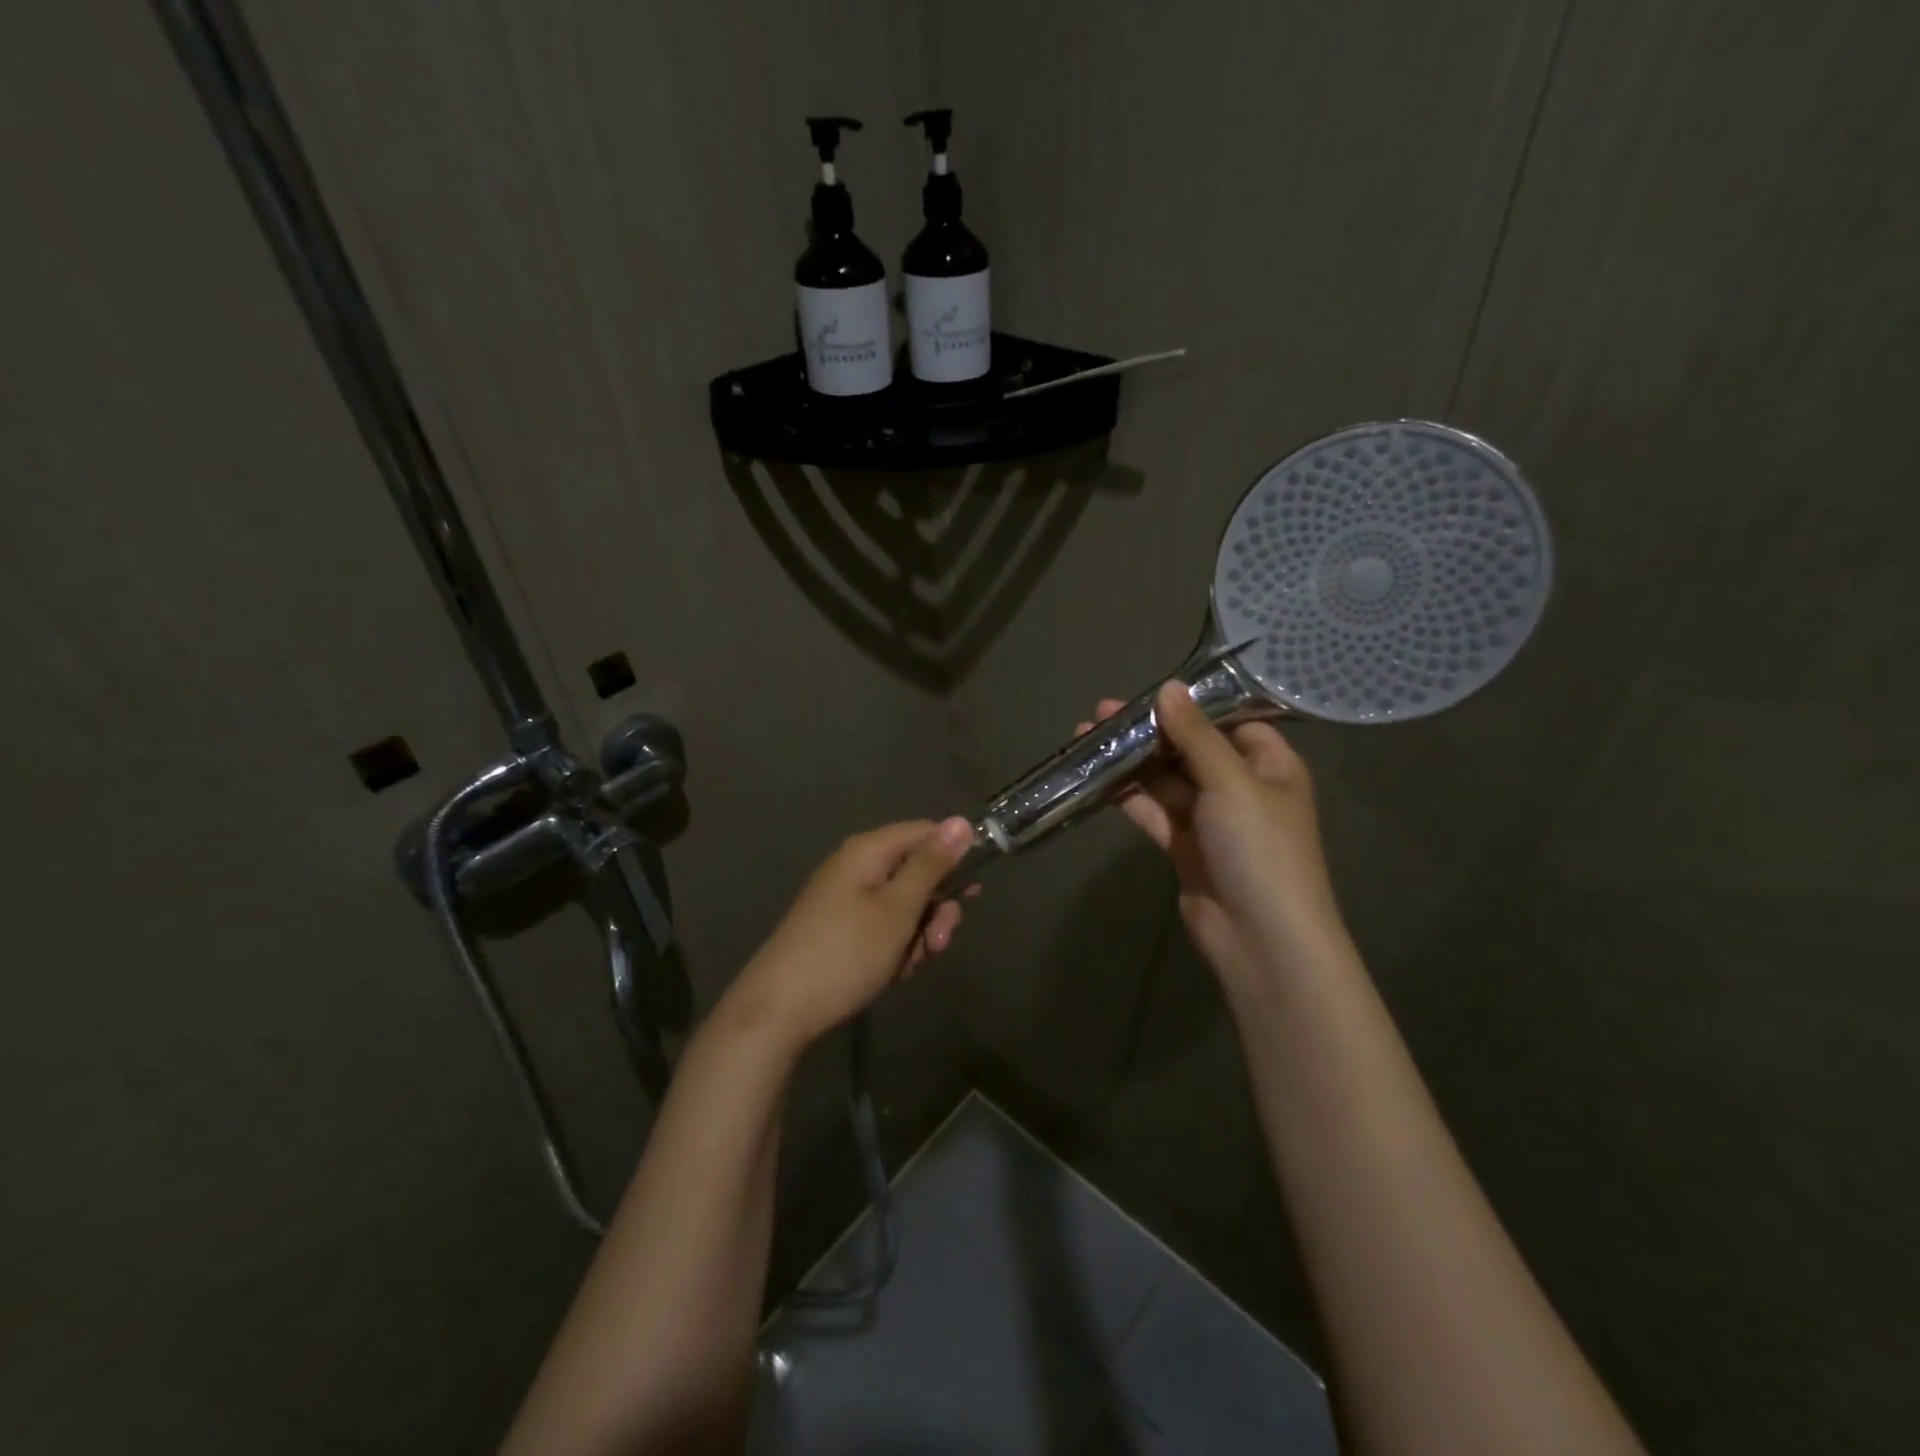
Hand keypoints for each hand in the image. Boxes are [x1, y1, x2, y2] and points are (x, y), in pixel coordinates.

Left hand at [724, 817, 976, 1051]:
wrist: (779, 1010)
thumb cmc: (846, 953)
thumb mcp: (898, 908)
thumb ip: (931, 865)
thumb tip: (961, 822)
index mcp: (868, 851)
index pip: (925, 832)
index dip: (954, 856)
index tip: (974, 893)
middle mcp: (856, 866)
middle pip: (916, 871)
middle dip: (936, 908)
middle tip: (938, 943)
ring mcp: (846, 898)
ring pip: (903, 904)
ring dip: (918, 934)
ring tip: (910, 965)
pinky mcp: (840, 927)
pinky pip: (883, 925)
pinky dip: (895, 947)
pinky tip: (893, 973)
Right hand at [1084, 682, 1344, 983]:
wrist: (1261, 937)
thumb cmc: (1260, 848)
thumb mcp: (1231, 781)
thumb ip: (1195, 735)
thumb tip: (1169, 687)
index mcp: (1270, 765)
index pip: (1230, 721)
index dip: (1191, 705)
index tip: (1147, 691)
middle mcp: (1242, 787)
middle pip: (1190, 748)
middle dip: (1149, 731)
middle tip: (1101, 713)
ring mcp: (1211, 819)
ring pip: (1166, 780)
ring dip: (1131, 761)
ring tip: (1087, 737)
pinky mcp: (1185, 846)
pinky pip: (1154, 811)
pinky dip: (1129, 795)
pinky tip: (1096, 778)